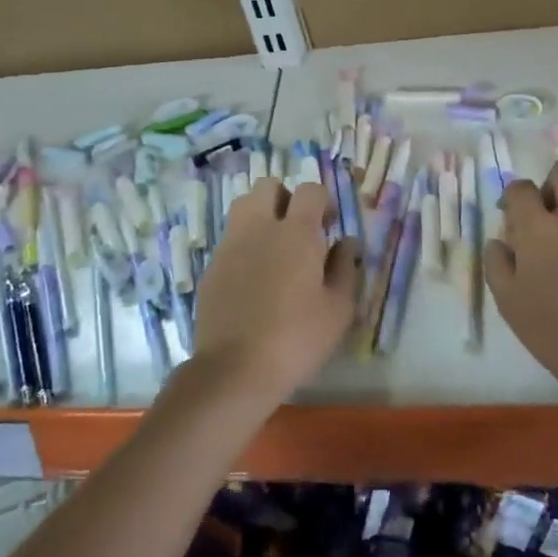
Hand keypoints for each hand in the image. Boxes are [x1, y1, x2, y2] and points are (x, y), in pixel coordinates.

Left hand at [191, 179, 360, 405]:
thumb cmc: (297, 338)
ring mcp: (230, 245)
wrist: (234, 369)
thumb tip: (346, 242)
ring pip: (243, 207)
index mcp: (296, 232)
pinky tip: (254, 278)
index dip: (323, 201)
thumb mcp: (338, 308)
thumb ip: (345, 268)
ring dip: (261, 216)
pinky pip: (230, 239)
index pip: (310, 190)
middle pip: (268, 186)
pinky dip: (244, 245)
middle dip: (286, 198)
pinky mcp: (211, 267)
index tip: (330, 225)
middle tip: (299, 230)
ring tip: (274, 249)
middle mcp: (259, 227)